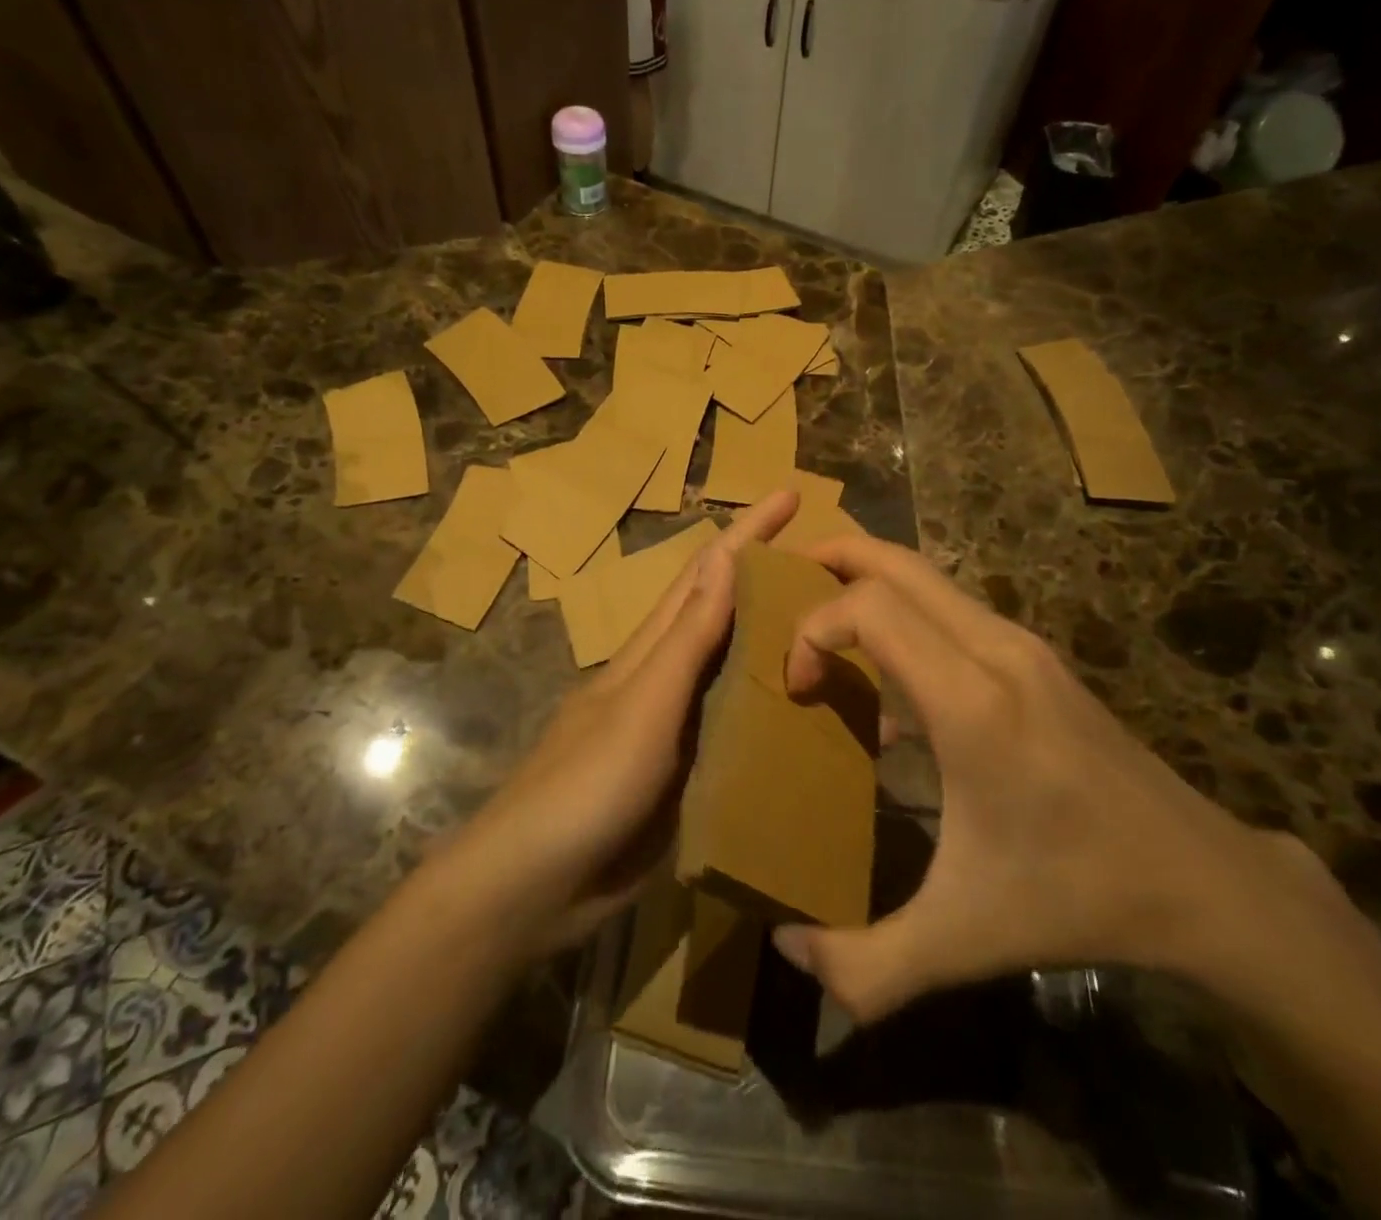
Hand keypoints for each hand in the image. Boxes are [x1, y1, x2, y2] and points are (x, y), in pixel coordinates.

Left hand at [443, 490, 800, 958]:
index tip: (791, 494)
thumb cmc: (586, 784)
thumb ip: (687, 638)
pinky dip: (777, 716)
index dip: (748, 532)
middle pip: (728, 617)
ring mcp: (679, 728)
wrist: (537, 886)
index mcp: (653, 650)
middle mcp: (669, 679)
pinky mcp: (689, 776)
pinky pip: (742, 732)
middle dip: (774, 582)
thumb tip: (724, 555)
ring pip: (740, 673)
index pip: (707, 574)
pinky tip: (815, 722)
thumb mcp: (642, 705)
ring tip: (843, 637)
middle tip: (837, 569)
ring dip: (783, 648)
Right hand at [772, 534, 1298, 1023]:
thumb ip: (864, 964)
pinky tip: (890, 685)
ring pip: (927, 575)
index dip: (814, 631)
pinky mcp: (1036, 656)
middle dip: (832, 557)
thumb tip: (785, 947)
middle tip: (783, 585)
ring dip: (868, 581)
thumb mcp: (960, 941)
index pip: (870, 608)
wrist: (1202, 881)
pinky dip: (903, 613)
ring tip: (824, 623)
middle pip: (898, 562)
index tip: (799, 687)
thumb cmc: (1075, 898)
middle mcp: (996, 650)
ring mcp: (1022, 645)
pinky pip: (950, 608)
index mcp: (971, 701)